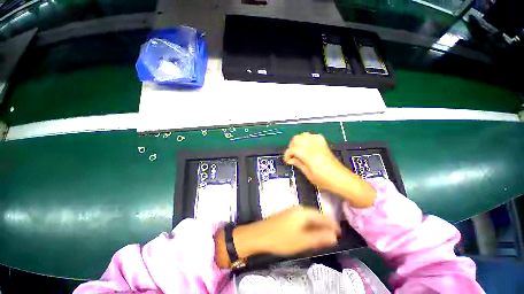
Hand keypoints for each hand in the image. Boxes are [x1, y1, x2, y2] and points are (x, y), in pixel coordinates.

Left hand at [249, 206, 340, 255]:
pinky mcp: (287, 215)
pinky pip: (302, 219)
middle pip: (315, 215)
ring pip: (309, 217)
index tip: (340, 232)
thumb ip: (319, 238)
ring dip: (317, 226)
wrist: (259, 235)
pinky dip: (309, 226)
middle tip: (334, 236)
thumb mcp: (302, 241)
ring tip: (324, 235)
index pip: (322, 216)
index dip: (332, 224)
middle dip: (325, 225)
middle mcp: (298, 209)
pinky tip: (309, 233)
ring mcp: (291, 211)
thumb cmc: (281, 238)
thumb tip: (335, 236)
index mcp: (303, 212)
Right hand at [283, 132, 375, 207]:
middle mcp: (312, 146)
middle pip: (297, 138)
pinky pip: (313, 136)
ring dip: (298, 141)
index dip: (287, 154)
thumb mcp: (308, 174)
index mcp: (308, 155)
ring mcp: (319, 144)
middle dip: (291, 146)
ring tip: (298, 150)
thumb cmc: (324, 180)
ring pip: (304, 135)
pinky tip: (308, 146)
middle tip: (292, 155)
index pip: (292, 149)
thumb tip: (290, 160)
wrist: (341, 179)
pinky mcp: (324, 144)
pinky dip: (308, 138)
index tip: (287, 161)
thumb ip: (298, 164)